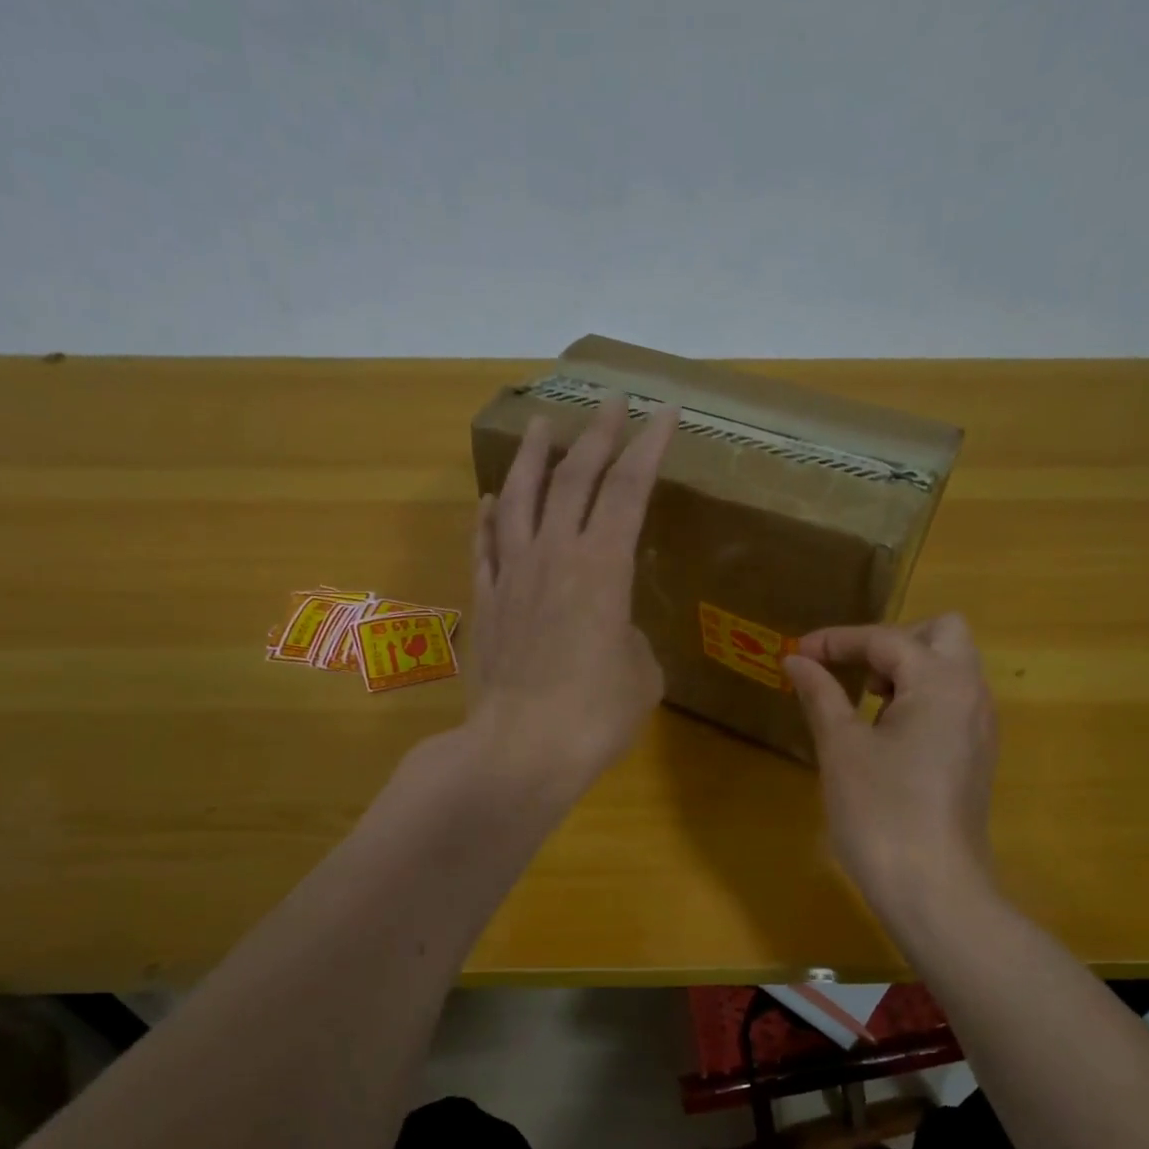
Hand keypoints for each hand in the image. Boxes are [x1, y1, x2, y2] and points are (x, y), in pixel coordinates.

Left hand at [463, 396, 678, 805]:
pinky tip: (491, 501)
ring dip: (533, 457)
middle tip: (610, 401)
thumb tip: (611, 628)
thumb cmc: (595, 716)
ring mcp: (512, 575)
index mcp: (603, 567)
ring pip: (520, 498)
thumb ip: (631, 637)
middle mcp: (555, 555)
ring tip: (541, 425)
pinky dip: (489, 518)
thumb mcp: (641, 674)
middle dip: (597, 434)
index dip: (649, 446)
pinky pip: (485, 545)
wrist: (520, 748)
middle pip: (575, 479)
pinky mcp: (484, 601)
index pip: (629, 489)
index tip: (663, 410)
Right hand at [784, 615, 1000, 935]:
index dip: (837, 640)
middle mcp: (971, 695)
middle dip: (891, 641)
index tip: (797, 652)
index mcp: (941, 683)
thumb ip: (820, 694)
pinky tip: (885, 733)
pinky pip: (951, 702)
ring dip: (906, 669)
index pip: (887, 639)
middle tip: (852, 672)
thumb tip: (796, 660)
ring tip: (864, 703)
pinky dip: (918, 698)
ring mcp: (979, 727)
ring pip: (950, 668)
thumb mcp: (841, 748)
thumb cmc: (880, 812)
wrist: (933, 890)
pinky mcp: (975, 756)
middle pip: (941, 634)